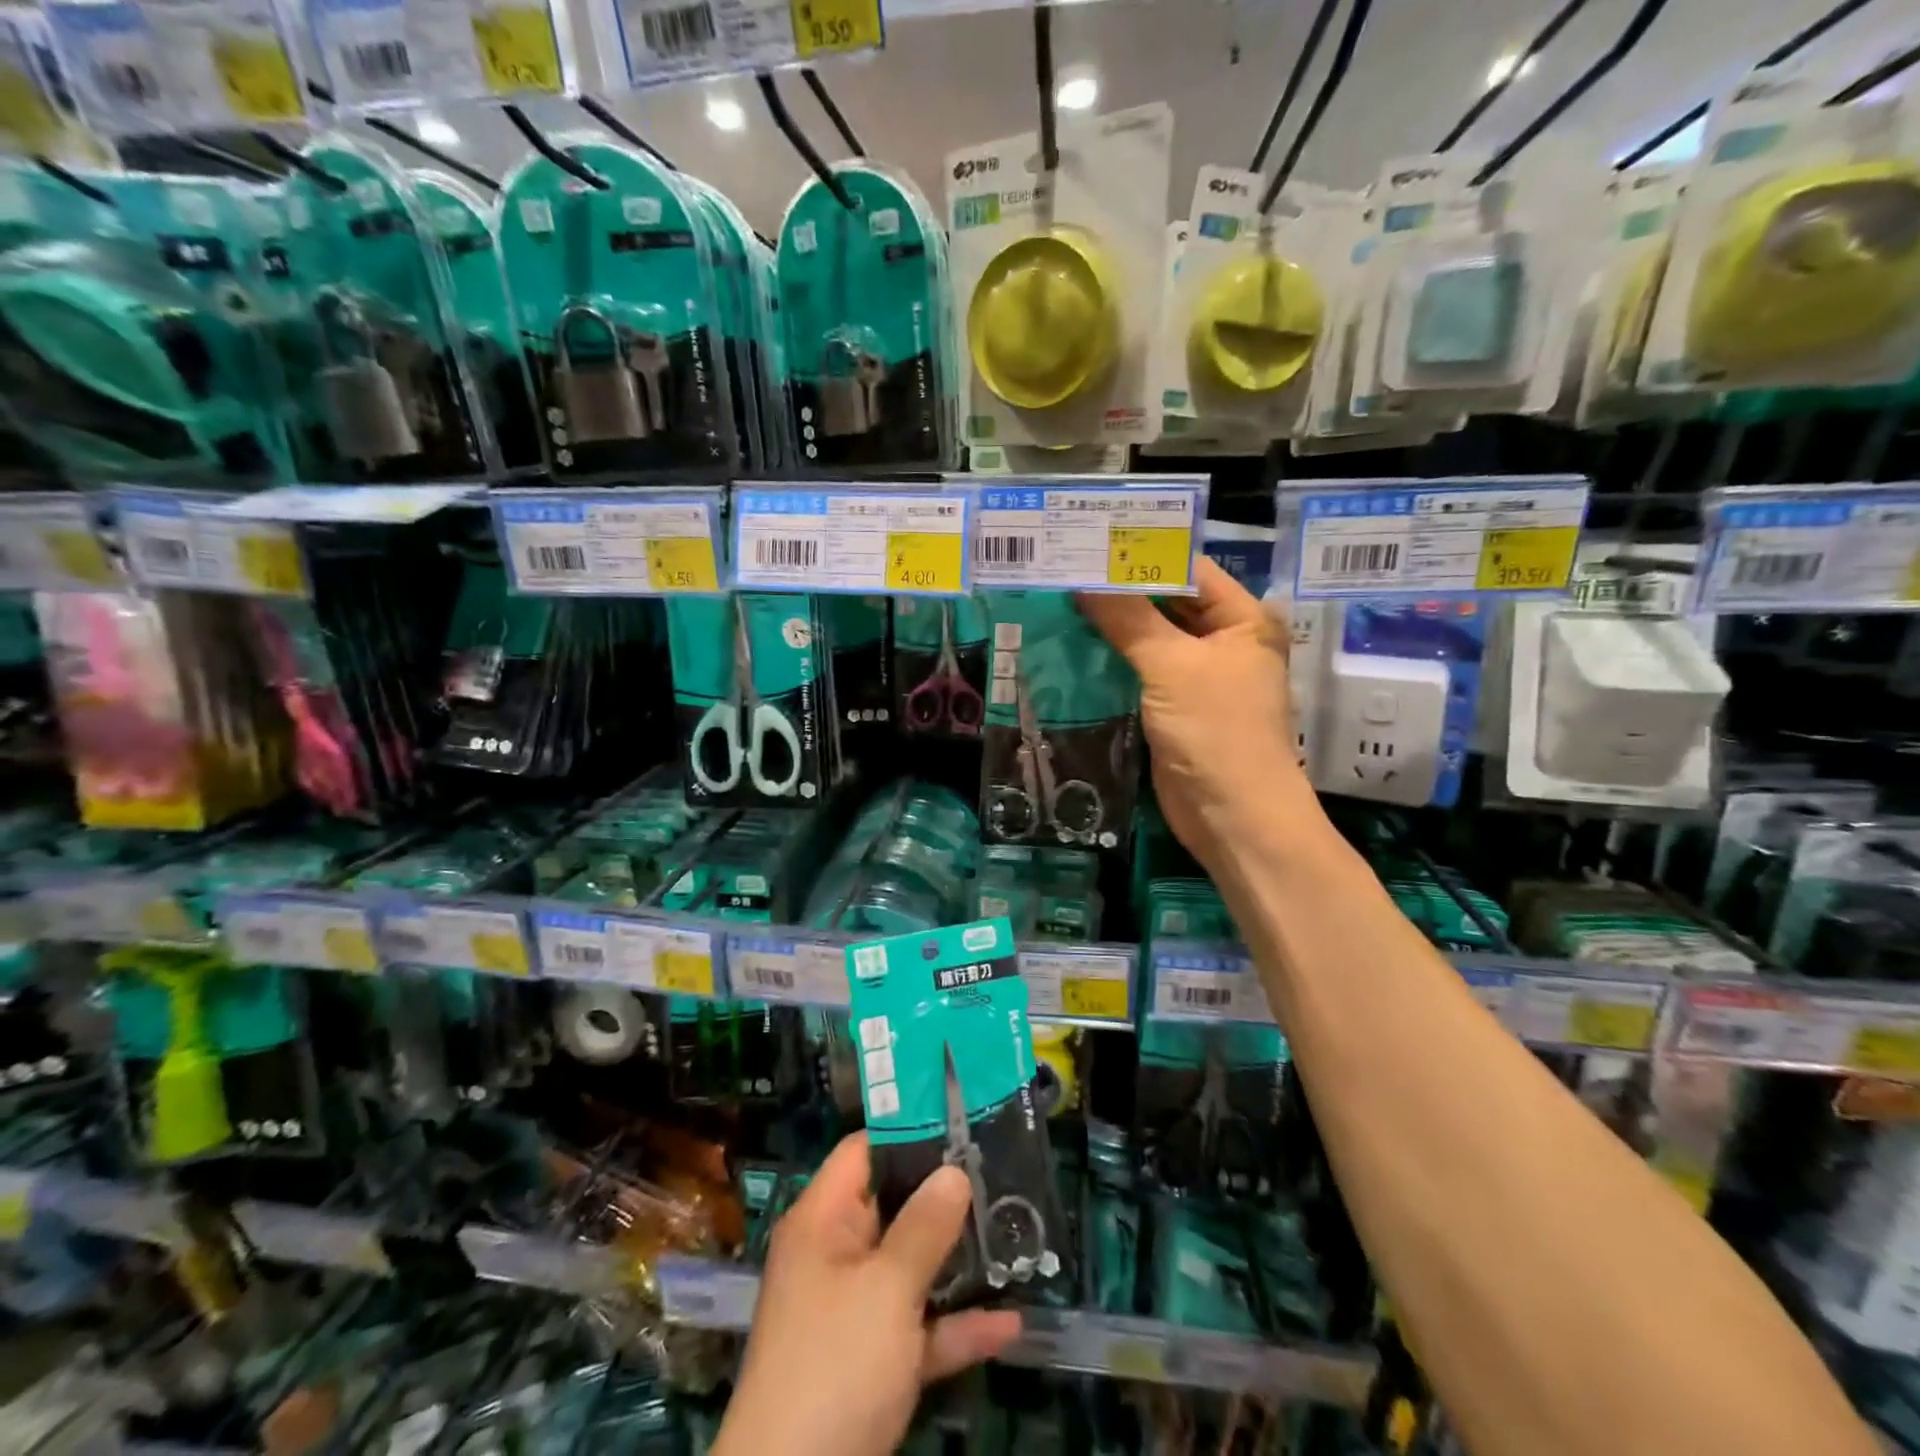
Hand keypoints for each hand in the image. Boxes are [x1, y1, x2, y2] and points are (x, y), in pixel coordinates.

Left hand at [714, 1134, 1021, 1455]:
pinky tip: (1009, 1324)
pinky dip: (955, 1326)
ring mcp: (853, 1312)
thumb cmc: (835, 1364)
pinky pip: (918, 1329)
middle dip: (945, 1196)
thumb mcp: (885, 1288)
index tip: (960, 1122)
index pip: (863, 1152)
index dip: (908, 1131)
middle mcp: (836, 1257)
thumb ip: (924, 1227)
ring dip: (957, 1262)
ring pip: (911, 1269)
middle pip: (893, 1207)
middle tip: (1001, 1175)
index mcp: (823, 1222)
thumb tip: (954, 1170)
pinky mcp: (871, 1364)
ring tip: (1014, 1236)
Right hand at [1077, 559, 1310, 876]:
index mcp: (1242, 620)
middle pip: (1166, 604)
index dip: (1141, 556)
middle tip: (1065, 571)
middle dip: (1120, 592)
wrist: (1231, 815)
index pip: (1188, 570)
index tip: (1090, 542)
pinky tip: (1070, 647)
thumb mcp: (1171, 665)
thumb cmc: (1215, 729)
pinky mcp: (1173, 708)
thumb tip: (1083, 577)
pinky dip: (1111, 662)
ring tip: (1058, 601)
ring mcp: (1197, 678)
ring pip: (1148, 640)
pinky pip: (1139, 674)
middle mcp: (1223, 642)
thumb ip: (1128, 618)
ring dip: (1110, 628)